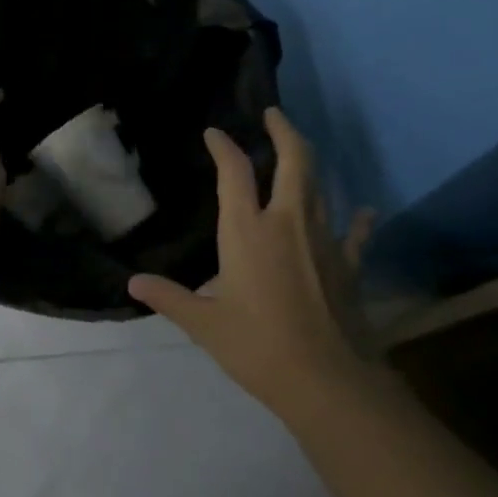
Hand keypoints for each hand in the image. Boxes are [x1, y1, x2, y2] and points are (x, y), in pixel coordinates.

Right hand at [128, 108, 374, 417]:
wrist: (328, 383)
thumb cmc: (258, 347)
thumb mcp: (204, 324)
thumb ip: (169, 297)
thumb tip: (132, 283)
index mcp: (248, 231)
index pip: (233, 172)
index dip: (223, 147)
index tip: (214, 133)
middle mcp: (287, 222)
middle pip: (294, 161)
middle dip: (284, 131)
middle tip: (274, 114)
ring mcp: (324, 240)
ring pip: (320, 187)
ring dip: (309, 163)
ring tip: (300, 151)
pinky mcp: (348, 264)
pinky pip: (354, 233)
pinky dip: (358, 219)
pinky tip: (365, 211)